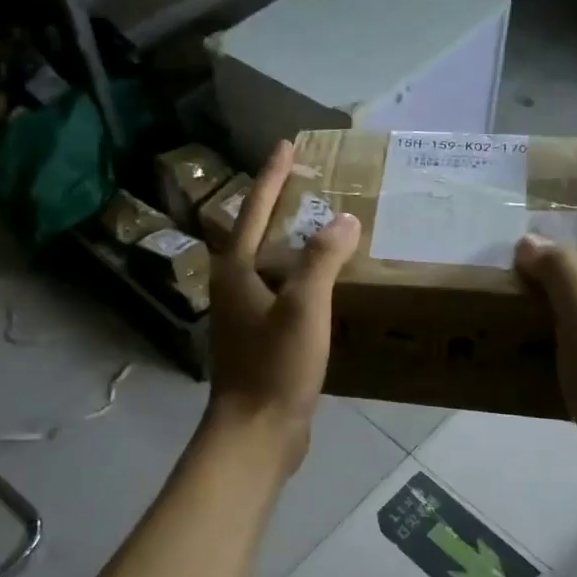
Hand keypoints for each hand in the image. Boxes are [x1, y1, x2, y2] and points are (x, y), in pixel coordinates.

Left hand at [206, 139, 361, 473]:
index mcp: (236, 271)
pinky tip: (324, 283)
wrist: (257, 431)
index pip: (253, 210)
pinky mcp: (259, 339)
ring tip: (320, 226)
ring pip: (268, 265)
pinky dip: (300, 277)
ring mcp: (244, 316)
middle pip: (255, 234)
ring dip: (290, 242)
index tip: (286, 145)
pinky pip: (281, 293)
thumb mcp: (303, 307)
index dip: (272, 177)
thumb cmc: (275, 366)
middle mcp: (233, 287)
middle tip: (307, 183)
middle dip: (278, 206)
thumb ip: (322, 260)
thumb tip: (342, 219)